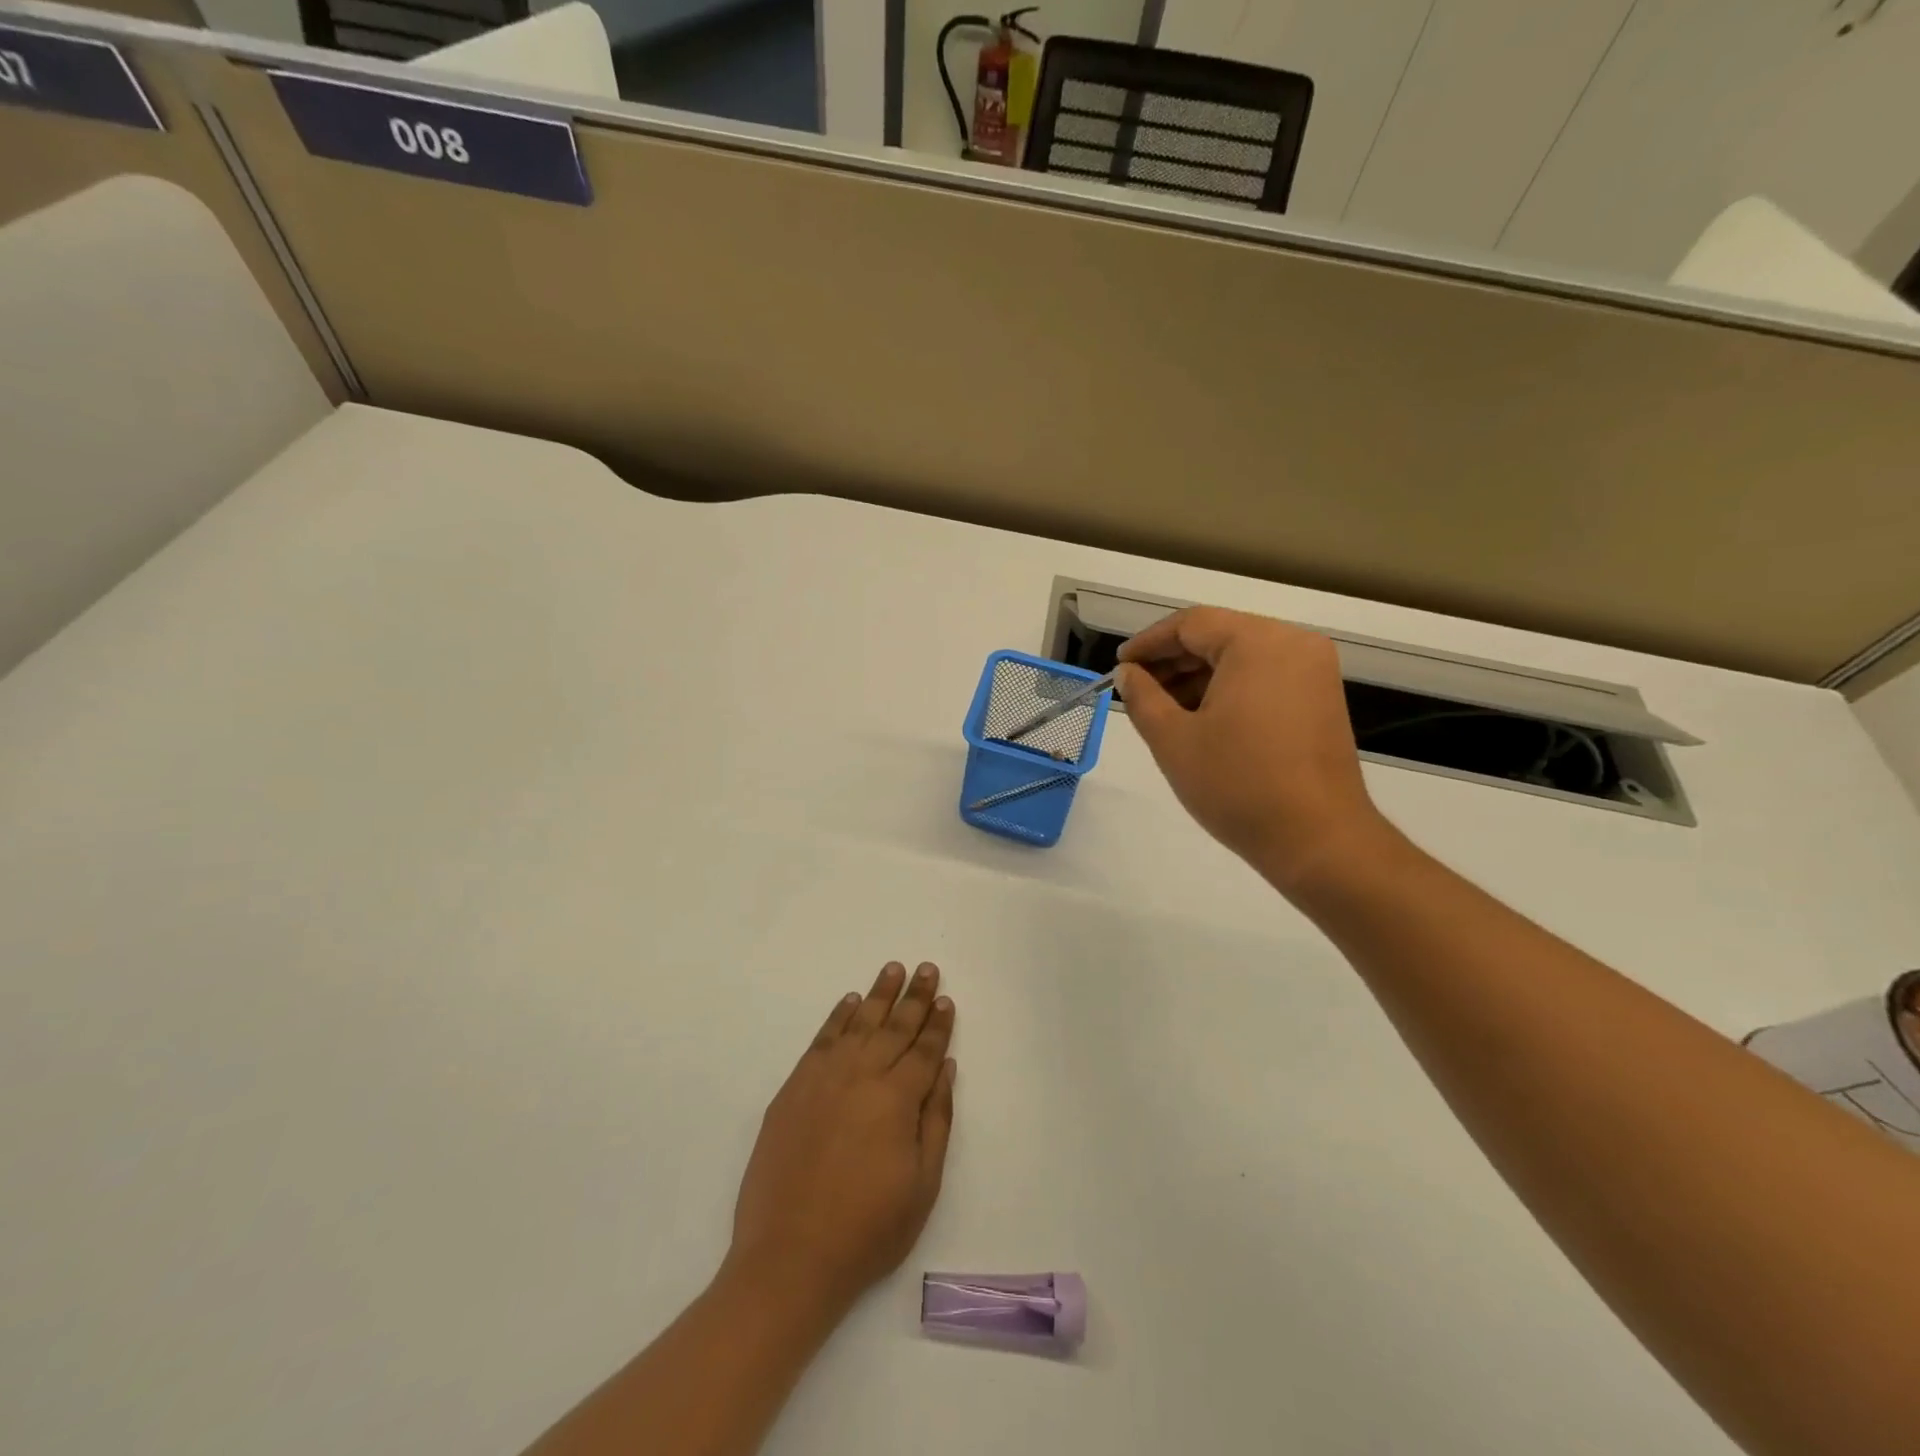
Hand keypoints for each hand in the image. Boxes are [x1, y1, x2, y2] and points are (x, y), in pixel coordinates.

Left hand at [727, 962, 956, 1319]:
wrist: (789, 1258)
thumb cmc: (867, 1230)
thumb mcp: (922, 1185)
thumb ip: (936, 1120)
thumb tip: (945, 1068)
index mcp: (897, 1099)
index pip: (924, 1050)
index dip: (938, 1024)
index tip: (946, 999)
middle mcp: (862, 1076)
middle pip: (894, 1026)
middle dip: (914, 997)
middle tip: (926, 968)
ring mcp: (823, 1078)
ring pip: (858, 1023)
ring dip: (878, 994)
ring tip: (893, 969)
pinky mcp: (794, 1088)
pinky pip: (822, 1040)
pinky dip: (838, 1017)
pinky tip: (850, 1002)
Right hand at [1117, 607, 1391, 893]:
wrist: (1317, 840)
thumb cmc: (1237, 784)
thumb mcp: (1173, 739)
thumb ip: (1142, 697)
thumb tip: (1127, 673)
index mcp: (1257, 643)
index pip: (1191, 624)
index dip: (1148, 643)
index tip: (1119, 666)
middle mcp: (1293, 644)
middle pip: (1219, 636)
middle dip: (1173, 661)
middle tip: (1136, 689)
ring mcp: (1313, 672)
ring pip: (1242, 658)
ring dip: (1199, 677)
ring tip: (1163, 709)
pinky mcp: (1321, 699)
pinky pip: (1265, 678)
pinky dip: (1229, 690)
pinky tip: (1201, 719)